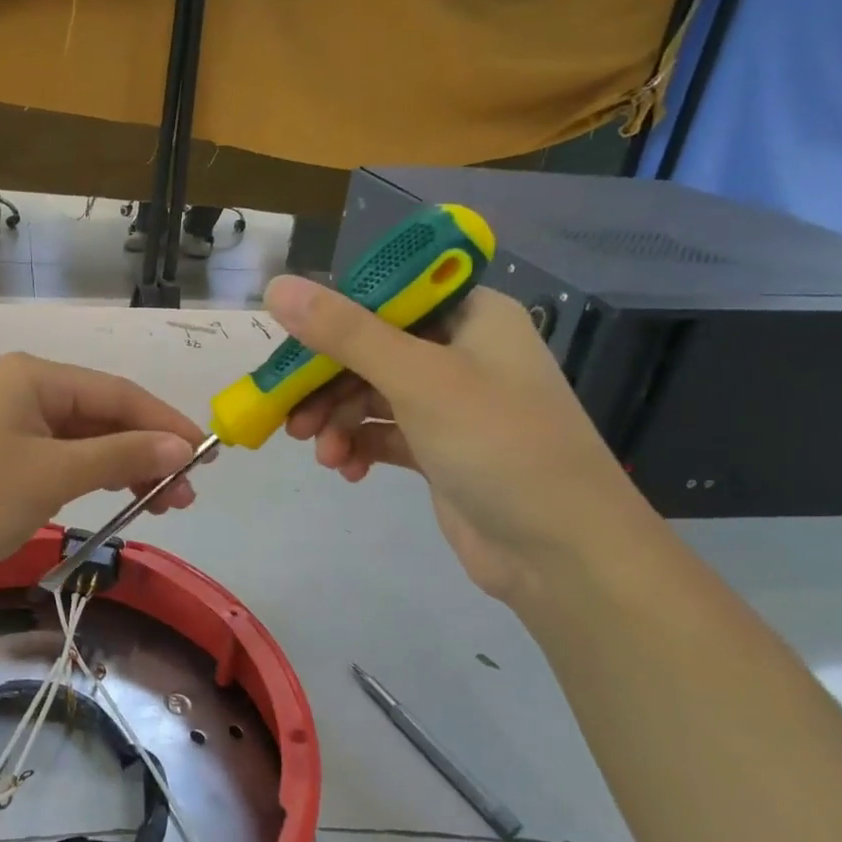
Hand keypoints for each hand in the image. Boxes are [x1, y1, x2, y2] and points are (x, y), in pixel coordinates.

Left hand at [0, 353, 204, 587]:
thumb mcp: (51, 476)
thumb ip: (120, 457)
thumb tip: (182, 446)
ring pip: (83, 439)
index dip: (166, 424)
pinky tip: (114, 497)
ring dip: (122, 467)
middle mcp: (25, 389)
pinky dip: (90, 476)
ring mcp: (9, 423)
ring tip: (161, 504)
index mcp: (36, 377)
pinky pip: (59, 458)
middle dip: (147, 450)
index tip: (208, 457)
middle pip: (103, 414)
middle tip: (184, 495)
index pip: (119, 393)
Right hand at [263, 276, 656, 601]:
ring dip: (337, 420)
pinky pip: (382, 433)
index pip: (388, 295)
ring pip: (369, 394)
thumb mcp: (418, 379)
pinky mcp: (439, 449)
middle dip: (325, 383)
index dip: (334, 313)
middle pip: (370, 349)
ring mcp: (451, 403)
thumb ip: (344, 333)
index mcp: (471, 316)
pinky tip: (345, 470)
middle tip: (289, 412)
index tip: (291, 342)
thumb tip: (277, 288)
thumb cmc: (499, 445)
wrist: (564, 554)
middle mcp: (461, 352)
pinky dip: (358, 446)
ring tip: (320, 453)